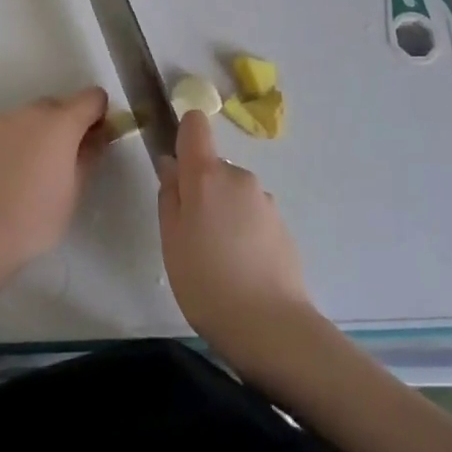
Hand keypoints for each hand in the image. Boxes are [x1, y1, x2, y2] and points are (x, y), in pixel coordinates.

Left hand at [0, 87, 108, 275]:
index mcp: (61, 123)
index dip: (98, 113)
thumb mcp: (74, 191)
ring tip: (22, 173)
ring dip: (30, 135)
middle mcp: (28, 113)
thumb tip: (97, 136)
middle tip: (58, 161)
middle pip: (55, 106)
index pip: (91, 98)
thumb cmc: (35, 218)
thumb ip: (89, 155)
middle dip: (62, 125)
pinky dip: (2, 147)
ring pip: (22, 119)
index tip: (94, 137)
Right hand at [158, 110, 311, 348]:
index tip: (175, 166)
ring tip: (216, 259)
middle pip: (213, 167)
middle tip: (190, 235)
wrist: (270, 325)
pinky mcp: (282, 225)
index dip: (183, 136)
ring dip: (222, 212)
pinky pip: (251, 216)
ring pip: (233, 194)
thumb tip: (171, 165)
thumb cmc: (206, 281)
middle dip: (200, 190)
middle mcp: (240, 177)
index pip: (195, 125)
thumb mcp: (171, 239)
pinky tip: (240, 268)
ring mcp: (265, 200)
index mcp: (207, 174)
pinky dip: (242, 231)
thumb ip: (169, 195)